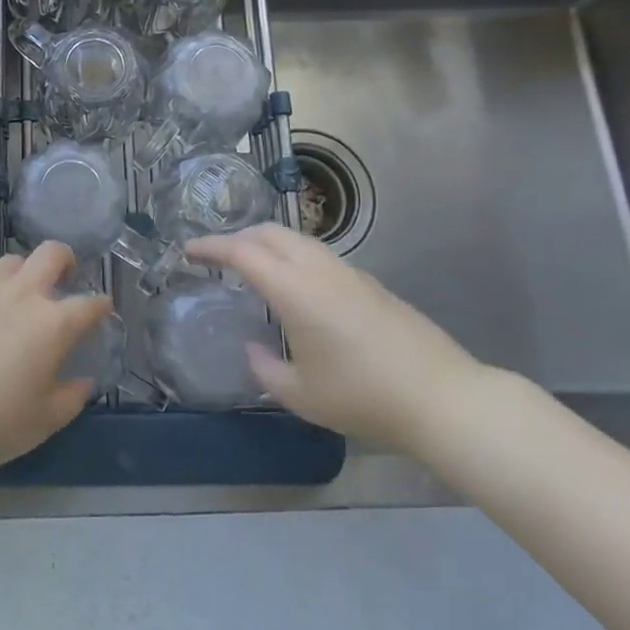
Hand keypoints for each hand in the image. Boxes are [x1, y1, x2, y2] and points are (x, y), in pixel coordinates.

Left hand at [0, 244, 111, 467]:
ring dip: (20, 273)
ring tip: (15, 292)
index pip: (90, 304)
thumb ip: (73, 396)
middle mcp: (24, 294)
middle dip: (65, 261)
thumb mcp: (47, 419)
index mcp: (55, 324)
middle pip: (52, 254)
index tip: (101, 309)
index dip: (100, 305)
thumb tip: (84, 381)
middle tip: (62, 278)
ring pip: (11, 260)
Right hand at [186, 224, 481, 452]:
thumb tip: (253, 349)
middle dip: (238, 236)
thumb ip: (266, 369)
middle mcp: (319, 269)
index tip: (187, 249)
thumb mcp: (302, 395)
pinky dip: (293, 257)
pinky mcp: (370, 284)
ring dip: (268, 243)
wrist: (442, 397)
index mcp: (296, 290)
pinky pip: (319, 255)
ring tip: (252, 267)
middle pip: (271, 232)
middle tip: (217, 256)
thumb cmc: (364, 396)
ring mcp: (349, 273)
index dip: (211, 247)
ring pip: (298, 240)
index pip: (243, 253)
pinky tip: (295, 287)